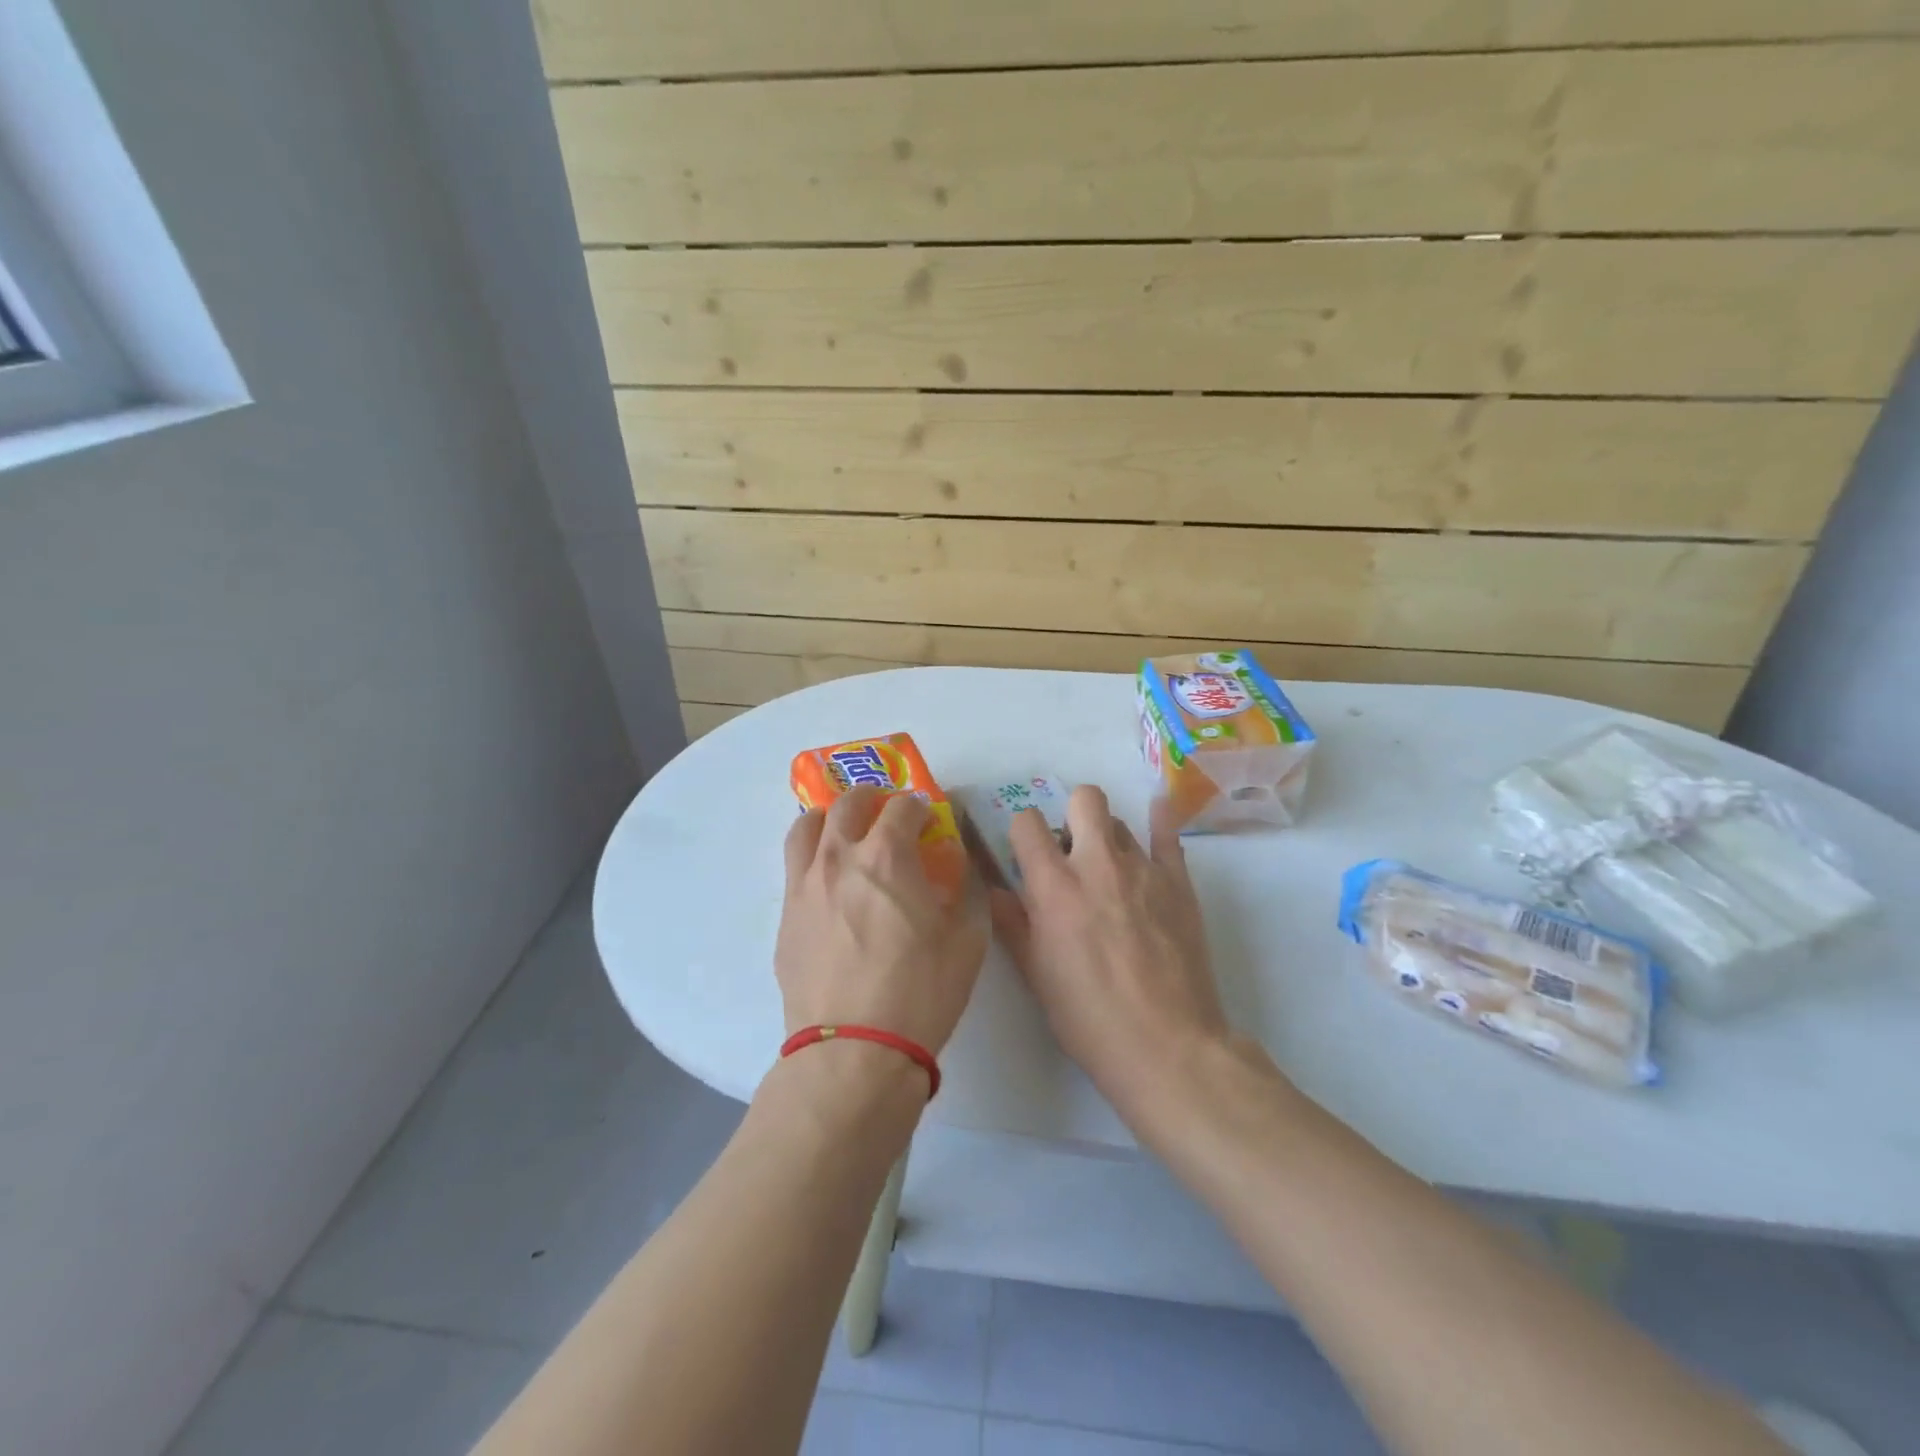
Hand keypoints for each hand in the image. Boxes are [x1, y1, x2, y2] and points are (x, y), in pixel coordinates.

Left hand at [776, 786, 988, 1057]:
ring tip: (844, 835)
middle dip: (872, 799)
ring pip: (807, 827)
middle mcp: (839, 858)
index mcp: (888, 857)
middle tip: (886, 815)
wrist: (854, 1051)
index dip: (920, 807)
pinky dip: (814, 860)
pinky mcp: (785, 917)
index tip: (928, 820)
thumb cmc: (921, 992)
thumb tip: (952, 868)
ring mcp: (804, 886)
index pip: (903, 807)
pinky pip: (794, 869)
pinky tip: (830, 887)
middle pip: (848, 803)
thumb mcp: (967, 940)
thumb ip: (962, 892)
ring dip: (830, 820)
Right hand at [989, 785, 1230, 1123]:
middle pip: (1084, 798)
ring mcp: (1143, 869)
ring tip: (1110, 869)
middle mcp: (1097, 864)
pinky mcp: (1179, 882)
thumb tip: (995, 890)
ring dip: (1107, 835)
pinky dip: (1159, 822)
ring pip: (1120, 820)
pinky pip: (1168, 834)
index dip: (1023, 832)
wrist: (1167, 1047)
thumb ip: (1013, 924)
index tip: (1027, 853)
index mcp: (1054, 887)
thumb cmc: (1089, 1019)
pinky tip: (1155, 817)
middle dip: (1071, 814)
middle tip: (1071, 850)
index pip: (1026, 822)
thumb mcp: (1036, 976)